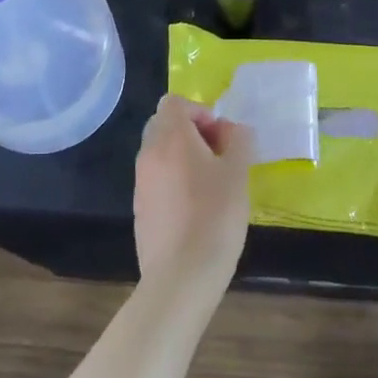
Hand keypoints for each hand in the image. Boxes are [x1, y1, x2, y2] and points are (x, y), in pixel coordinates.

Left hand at [134, 94, 253, 293]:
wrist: (181, 275)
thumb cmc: (215, 217)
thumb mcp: (238, 173)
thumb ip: (237, 140)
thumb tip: (230, 128)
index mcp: (171, 138)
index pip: (174, 102)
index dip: (200, 111)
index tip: (221, 136)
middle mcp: (149, 153)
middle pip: (164, 124)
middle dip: (191, 132)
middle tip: (219, 156)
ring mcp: (140, 182)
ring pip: (159, 152)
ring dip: (183, 156)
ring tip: (211, 184)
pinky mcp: (140, 208)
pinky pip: (156, 179)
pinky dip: (174, 180)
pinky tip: (196, 208)